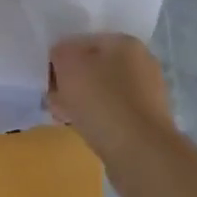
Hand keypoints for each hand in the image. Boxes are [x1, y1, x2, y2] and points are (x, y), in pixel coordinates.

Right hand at [46, 34, 175, 157]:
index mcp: (125, 42)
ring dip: (82, 102)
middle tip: (54, 99)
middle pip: (94, 67)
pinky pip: (113, 114)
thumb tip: (61, 60)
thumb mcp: (68, 64)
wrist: (140, 154)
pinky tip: (84, 130)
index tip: (48, 79)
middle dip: (72, 82)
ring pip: (103, 92)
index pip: (83, 42)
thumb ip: (59, 53)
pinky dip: (98, 120)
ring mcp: (148, 95)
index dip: (61, 58)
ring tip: (64, 116)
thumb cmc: (102, 100)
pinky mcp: (148, 124)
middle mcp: (142, 63)